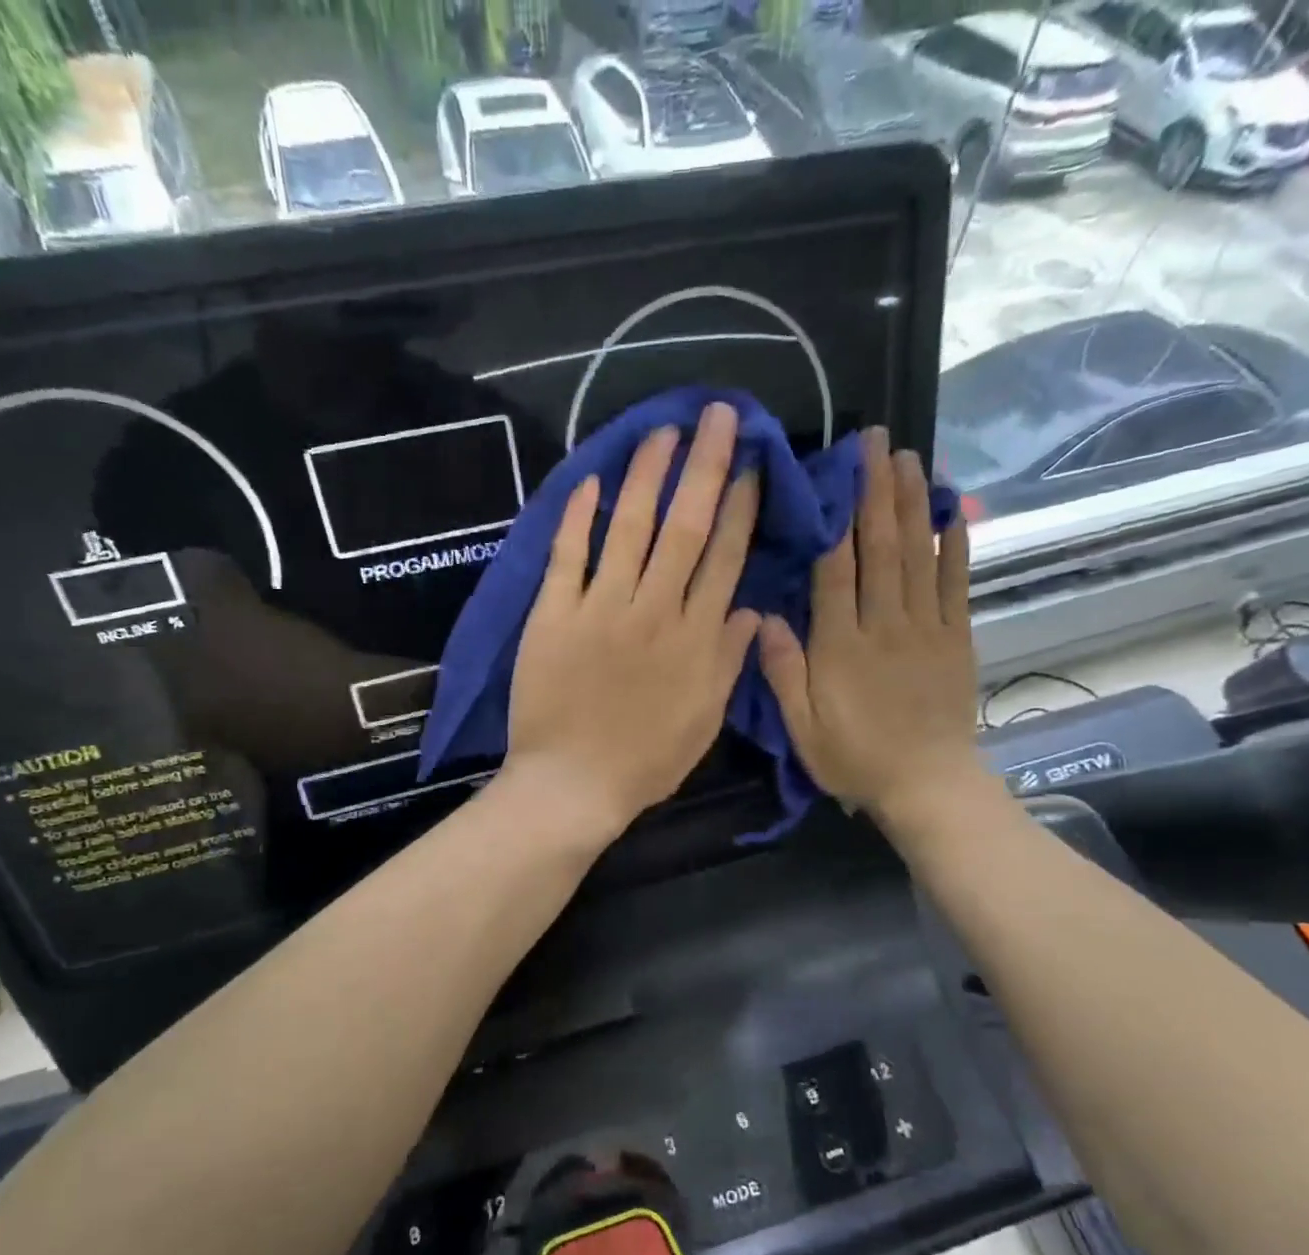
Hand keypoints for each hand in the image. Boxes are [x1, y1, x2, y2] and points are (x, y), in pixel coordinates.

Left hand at [504, 401, 760, 841]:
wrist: (573, 785)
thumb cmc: (645, 761)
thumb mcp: (704, 721)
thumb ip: (729, 662)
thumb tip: (751, 610)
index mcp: (695, 639)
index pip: (725, 558)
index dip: (742, 507)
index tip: (754, 465)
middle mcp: (654, 611)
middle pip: (685, 527)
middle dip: (705, 466)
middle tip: (718, 415)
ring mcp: (600, 609)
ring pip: (629, 528)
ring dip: (648, 475)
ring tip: (663, 431)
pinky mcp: (554, 615)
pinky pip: (567, 556)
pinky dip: (578, 517)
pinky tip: (592, 478)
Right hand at [757, 430, 995, 848]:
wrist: (928, 785)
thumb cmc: (855, 758)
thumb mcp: (802, 727)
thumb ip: (782, 672)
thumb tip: (761, 617)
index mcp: (841, 646)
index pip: (835, 570)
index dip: (834, 518)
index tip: (832, 474)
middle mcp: (885, 625)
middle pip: (880, 548)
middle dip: (876, 492)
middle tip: (875, 442)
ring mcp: (926, 628)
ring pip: (917, 555)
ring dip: (911, 503)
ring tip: (908, 456)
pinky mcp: (955, 638)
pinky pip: (955, 583)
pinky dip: (954, 545)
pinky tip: (950, 510)